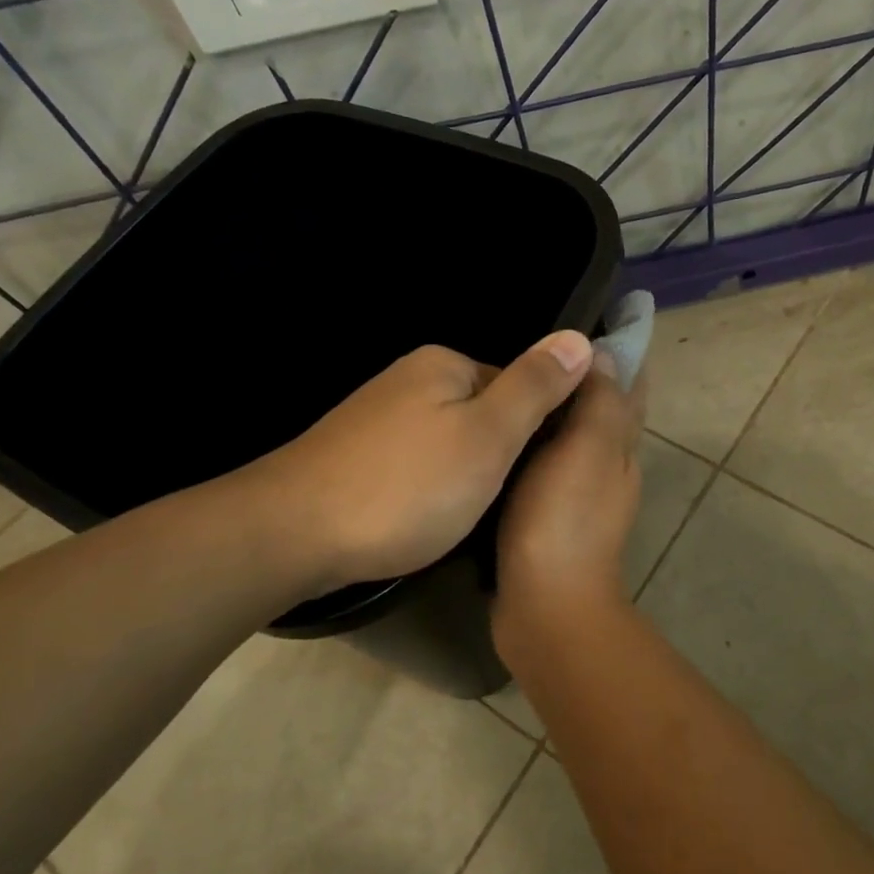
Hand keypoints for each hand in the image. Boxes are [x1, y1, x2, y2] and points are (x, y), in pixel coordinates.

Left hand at [227, 333, 593, 595]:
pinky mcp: (356, 453)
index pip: (520, 386)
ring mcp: (378, 417)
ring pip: (449, 442)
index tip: (538, 476)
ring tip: (462, 517)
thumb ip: (535, 387)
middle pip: (483, 414)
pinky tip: (423, 516)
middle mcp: (409, 379)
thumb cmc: (406, 486)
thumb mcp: (489, 436)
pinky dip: (428, 487)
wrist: (291, 534)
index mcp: (445, 364)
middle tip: (499, 502)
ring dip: (463, 475)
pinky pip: (415, 462)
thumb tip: (581, 339)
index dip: (535, 432)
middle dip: (496, 456)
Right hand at [496, 352, 646, 621]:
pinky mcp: (547, 513)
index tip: (594, 313)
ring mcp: (577, 491)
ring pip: (571, 434)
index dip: (621, 348)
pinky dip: (532, 439)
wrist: (545, 606)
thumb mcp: (587, 449)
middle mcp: (606, 463)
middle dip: (583, 372)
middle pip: (602, 406)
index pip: (629, 383)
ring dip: (556, 405)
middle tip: (540, 340)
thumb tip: (606, 353)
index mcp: (619, 443)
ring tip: (518, 375)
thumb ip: (600, 401)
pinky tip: (504, 431)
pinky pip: (543, 461)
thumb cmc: (565, 520)